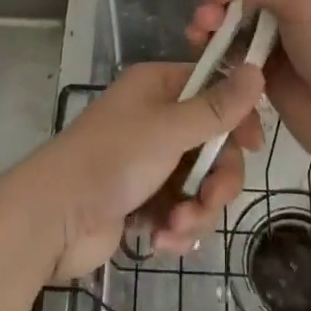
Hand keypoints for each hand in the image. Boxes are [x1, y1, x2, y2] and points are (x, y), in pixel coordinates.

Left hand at [17, 61, 264, 281]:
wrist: (52, 218)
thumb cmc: (112, 160)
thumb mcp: (170, 130)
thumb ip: (217, 108)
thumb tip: (257, 69)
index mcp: (158, 87)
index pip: (213, 90)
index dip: (237, 116)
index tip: (253, 143)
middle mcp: (155, 118)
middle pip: (213, 144)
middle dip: (216, 180)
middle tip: (209, 201)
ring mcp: (148, 161)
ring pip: (199, 183)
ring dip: (196, 211)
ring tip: (174, 228)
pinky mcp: (142, 200)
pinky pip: (179, 210)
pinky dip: (176, 227)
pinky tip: (159, 240)